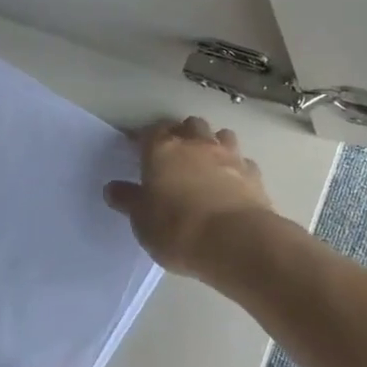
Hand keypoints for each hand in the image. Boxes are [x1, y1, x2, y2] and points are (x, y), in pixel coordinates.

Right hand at [102, 117, 278, 278]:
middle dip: (182, 134)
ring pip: (220, 135)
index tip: (140, 150)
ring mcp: (229, 156)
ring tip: (206, 163)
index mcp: (163, 150)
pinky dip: (236, 167)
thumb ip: (129, 201)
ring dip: (213, 143)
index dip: (146, 139)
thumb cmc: (177, 230)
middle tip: (174, 154)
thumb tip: (113, 188)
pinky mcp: (253, 173)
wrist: (236, 241)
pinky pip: (242, 161)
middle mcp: (196, 144)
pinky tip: (232, 182)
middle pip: (189, 125)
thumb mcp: (142, 221)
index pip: (151, 131)